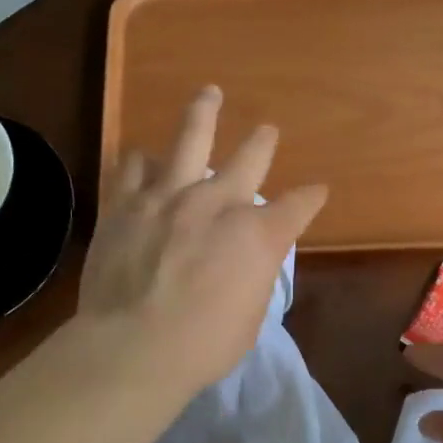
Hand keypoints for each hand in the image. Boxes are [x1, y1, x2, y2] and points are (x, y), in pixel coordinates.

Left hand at [79, 86, 326, 394]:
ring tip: (209, 95)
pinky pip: (132, 166)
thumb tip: (247, 260)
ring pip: (190, 138)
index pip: (297, 206)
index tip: (316, 191)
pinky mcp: (125, 204)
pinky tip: (142, 157)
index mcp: (257, 235)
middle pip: (249, 158)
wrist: (133, 348)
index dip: (310, 198)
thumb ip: (253, 275)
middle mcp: (217, 203)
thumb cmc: (203, 345)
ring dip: (203, 113)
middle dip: (262, 143)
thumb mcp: (250, 316)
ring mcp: (168, 196)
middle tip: (267, 130)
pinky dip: (141, 161)